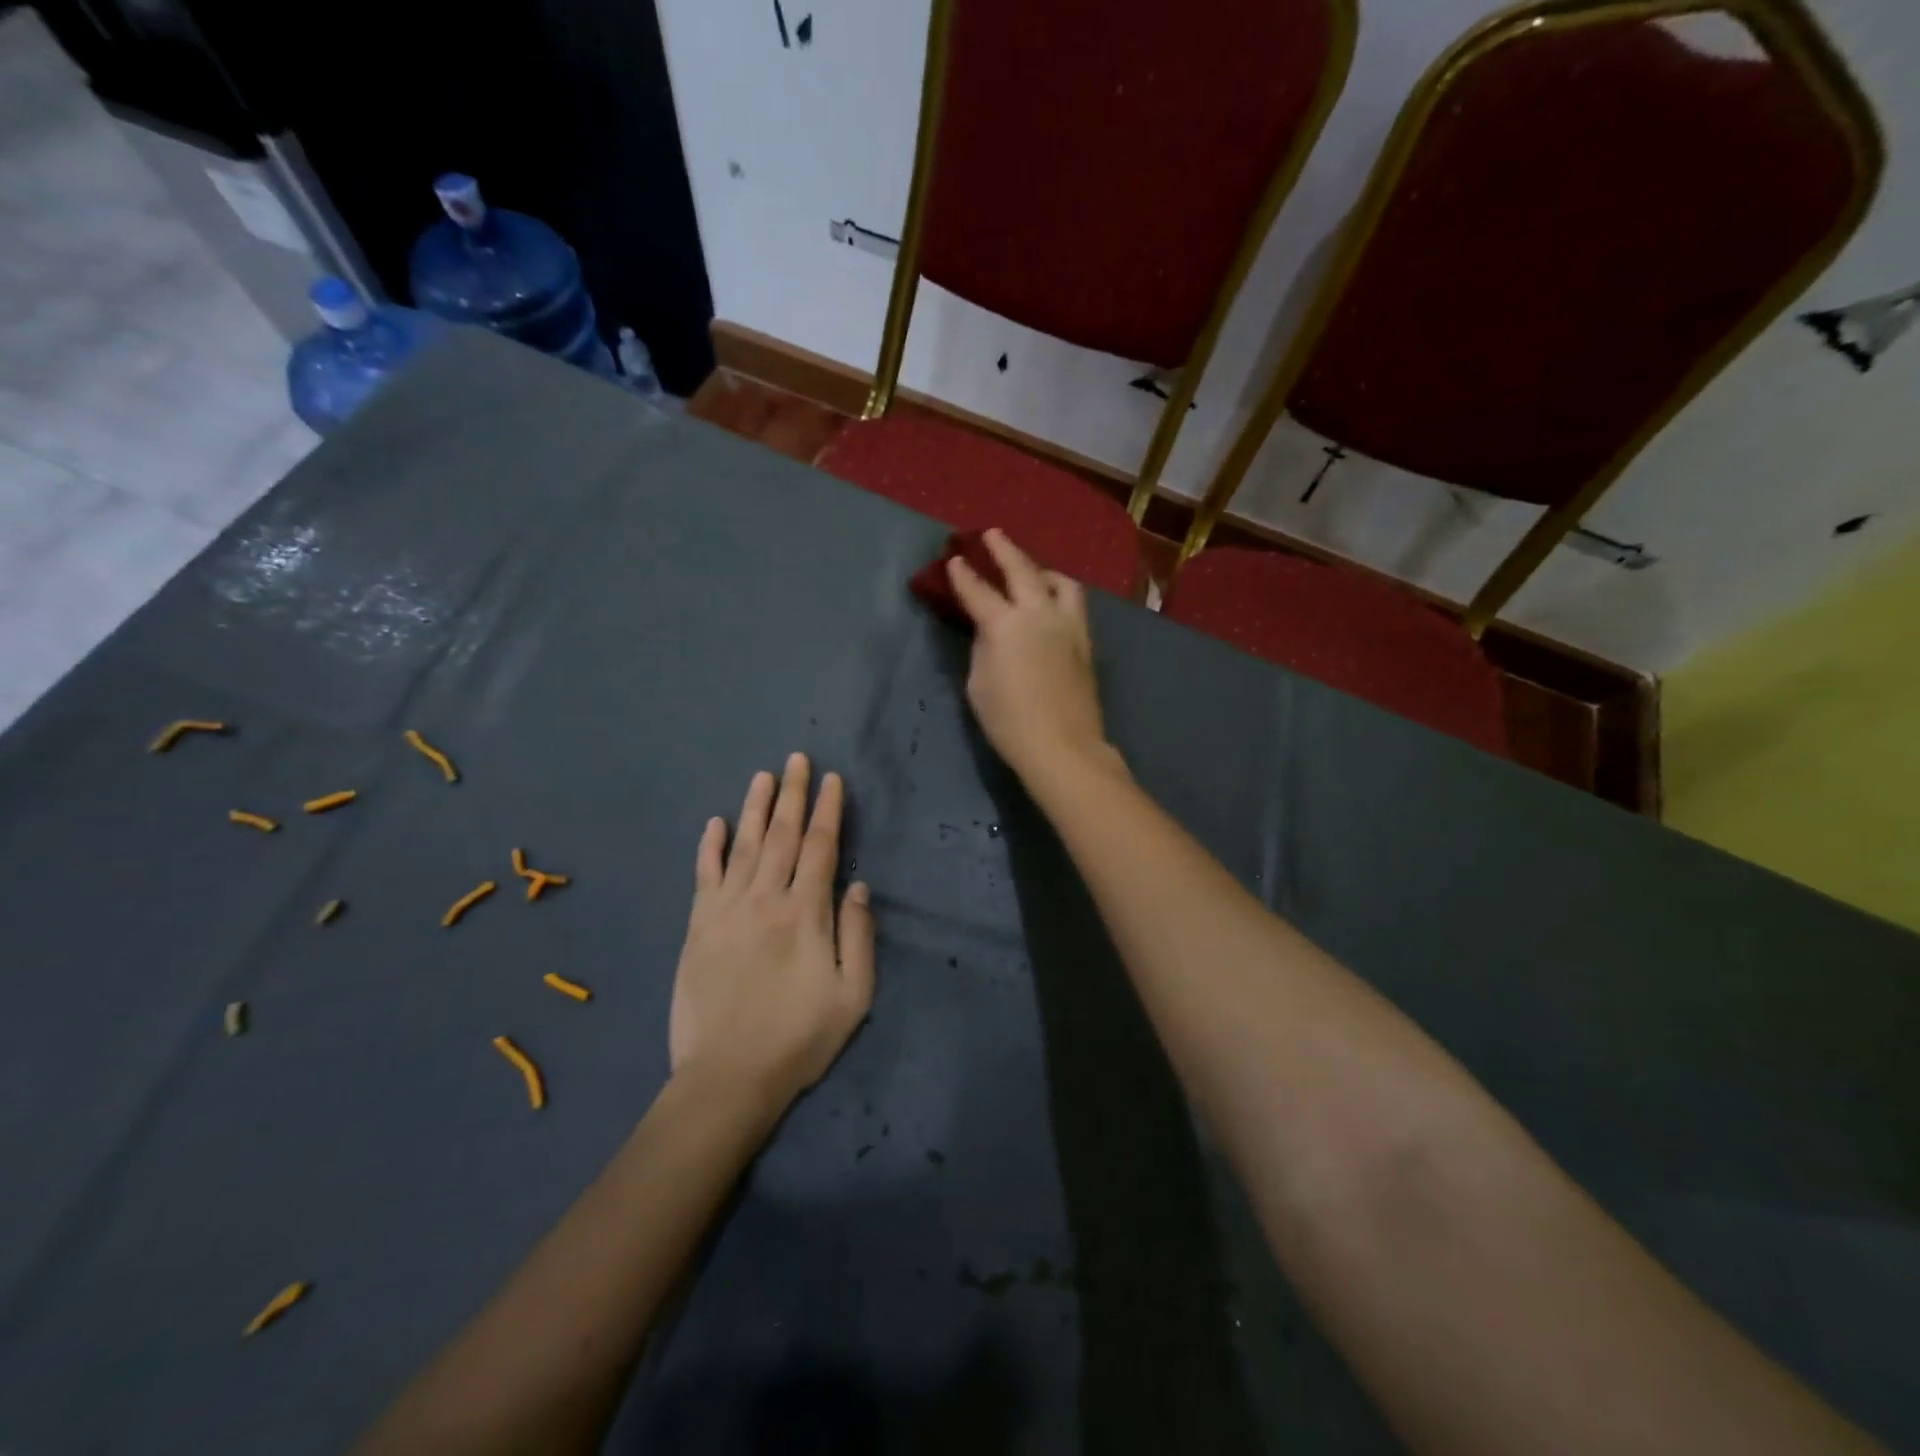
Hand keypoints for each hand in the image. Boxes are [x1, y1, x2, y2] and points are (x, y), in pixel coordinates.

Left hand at [669, 754, 875, 1109]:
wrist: (727, 1077)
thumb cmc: (799, 1038)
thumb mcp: (852, 995)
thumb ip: (858, 935)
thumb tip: (857, 885)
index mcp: (806, 913)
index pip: (821, 847)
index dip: (828, 810)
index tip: (832, 780)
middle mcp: (765, 899)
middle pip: (782, 836)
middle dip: (793, 794)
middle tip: (796, 759)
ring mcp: (727, 910)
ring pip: (744, 846)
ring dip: (755, 808)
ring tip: (763, 776)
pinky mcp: (698, 927)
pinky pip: (704, 876)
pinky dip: (709, 847)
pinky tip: (714, 823)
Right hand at [948, 529, 1113, 784]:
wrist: (1062, 746)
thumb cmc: (1009, 721)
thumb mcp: (979, 683)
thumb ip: (983, 647)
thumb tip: (989, 630)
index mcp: (1006, 625)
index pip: (979, 591)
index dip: (963, 575)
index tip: (954, 559)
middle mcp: (1039, 615)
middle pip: (1022, 571)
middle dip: (1004, 550)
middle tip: (992, 535)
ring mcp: (1068, 626)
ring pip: (1059, 582)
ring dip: (1041, 569)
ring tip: (1032, 570)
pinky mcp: (1085, 642)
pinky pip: (1073, 605)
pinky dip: (1059, 593)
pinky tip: (1051, 602)